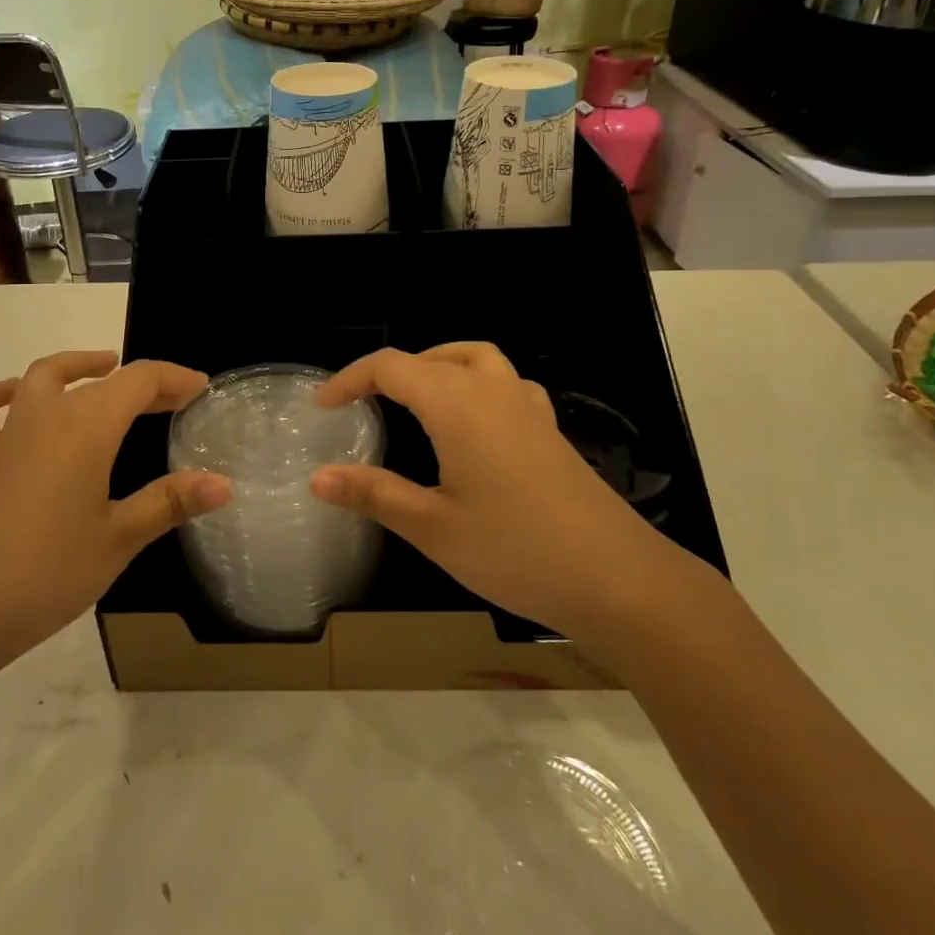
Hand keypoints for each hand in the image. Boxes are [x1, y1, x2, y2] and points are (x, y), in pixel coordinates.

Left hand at [0, 351, 230, 678]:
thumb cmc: (43, 572)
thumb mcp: (117, 539)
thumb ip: (169, 503)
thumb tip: (224, 484)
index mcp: (85, 429)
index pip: (138, 381)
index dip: (173, 379)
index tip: (200, 390)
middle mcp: (45, 418)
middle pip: (97, 379)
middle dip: (138, 382)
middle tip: (169, 399)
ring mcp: (5, 438)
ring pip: (41, 379)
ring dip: (75, 368)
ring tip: (99, 371)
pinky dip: (2, 395)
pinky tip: (13, 399)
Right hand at [310, 343, 681, 641]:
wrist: (617, 577)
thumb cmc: (514, 549)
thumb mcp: (432, 526)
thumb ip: (373, 494)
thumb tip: (317, 478)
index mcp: (456, 403)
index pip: (391, 368)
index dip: (350, 380)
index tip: (323, 406)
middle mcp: (492, 390)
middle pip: (433, 357)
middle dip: (391, 372)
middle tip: (363, 404)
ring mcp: (528, 407)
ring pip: (475, 359)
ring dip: (437, 366)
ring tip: (414, 398)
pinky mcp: (550, 430)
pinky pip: (505, 384)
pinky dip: (476, 384)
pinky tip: (474, 423)